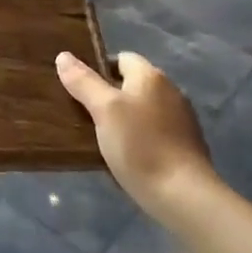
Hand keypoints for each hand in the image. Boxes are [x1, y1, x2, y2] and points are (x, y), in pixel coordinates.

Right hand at [56, 51, 213, 213]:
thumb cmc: (140, 146)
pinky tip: (129, 157)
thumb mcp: (104, 110)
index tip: (80, 90)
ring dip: (126, 119)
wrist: (184, 196)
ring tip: (103, 139)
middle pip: (132, 84)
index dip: (98, 69)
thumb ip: (84, 82)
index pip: (120, 58)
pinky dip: (141, 138)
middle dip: (110, 96)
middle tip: (86, 115)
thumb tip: (64, 56)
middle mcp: (171, 90)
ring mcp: (182, 119)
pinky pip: (155, 132)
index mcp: (151, 76)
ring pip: (144, 109)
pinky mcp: (187, 145)